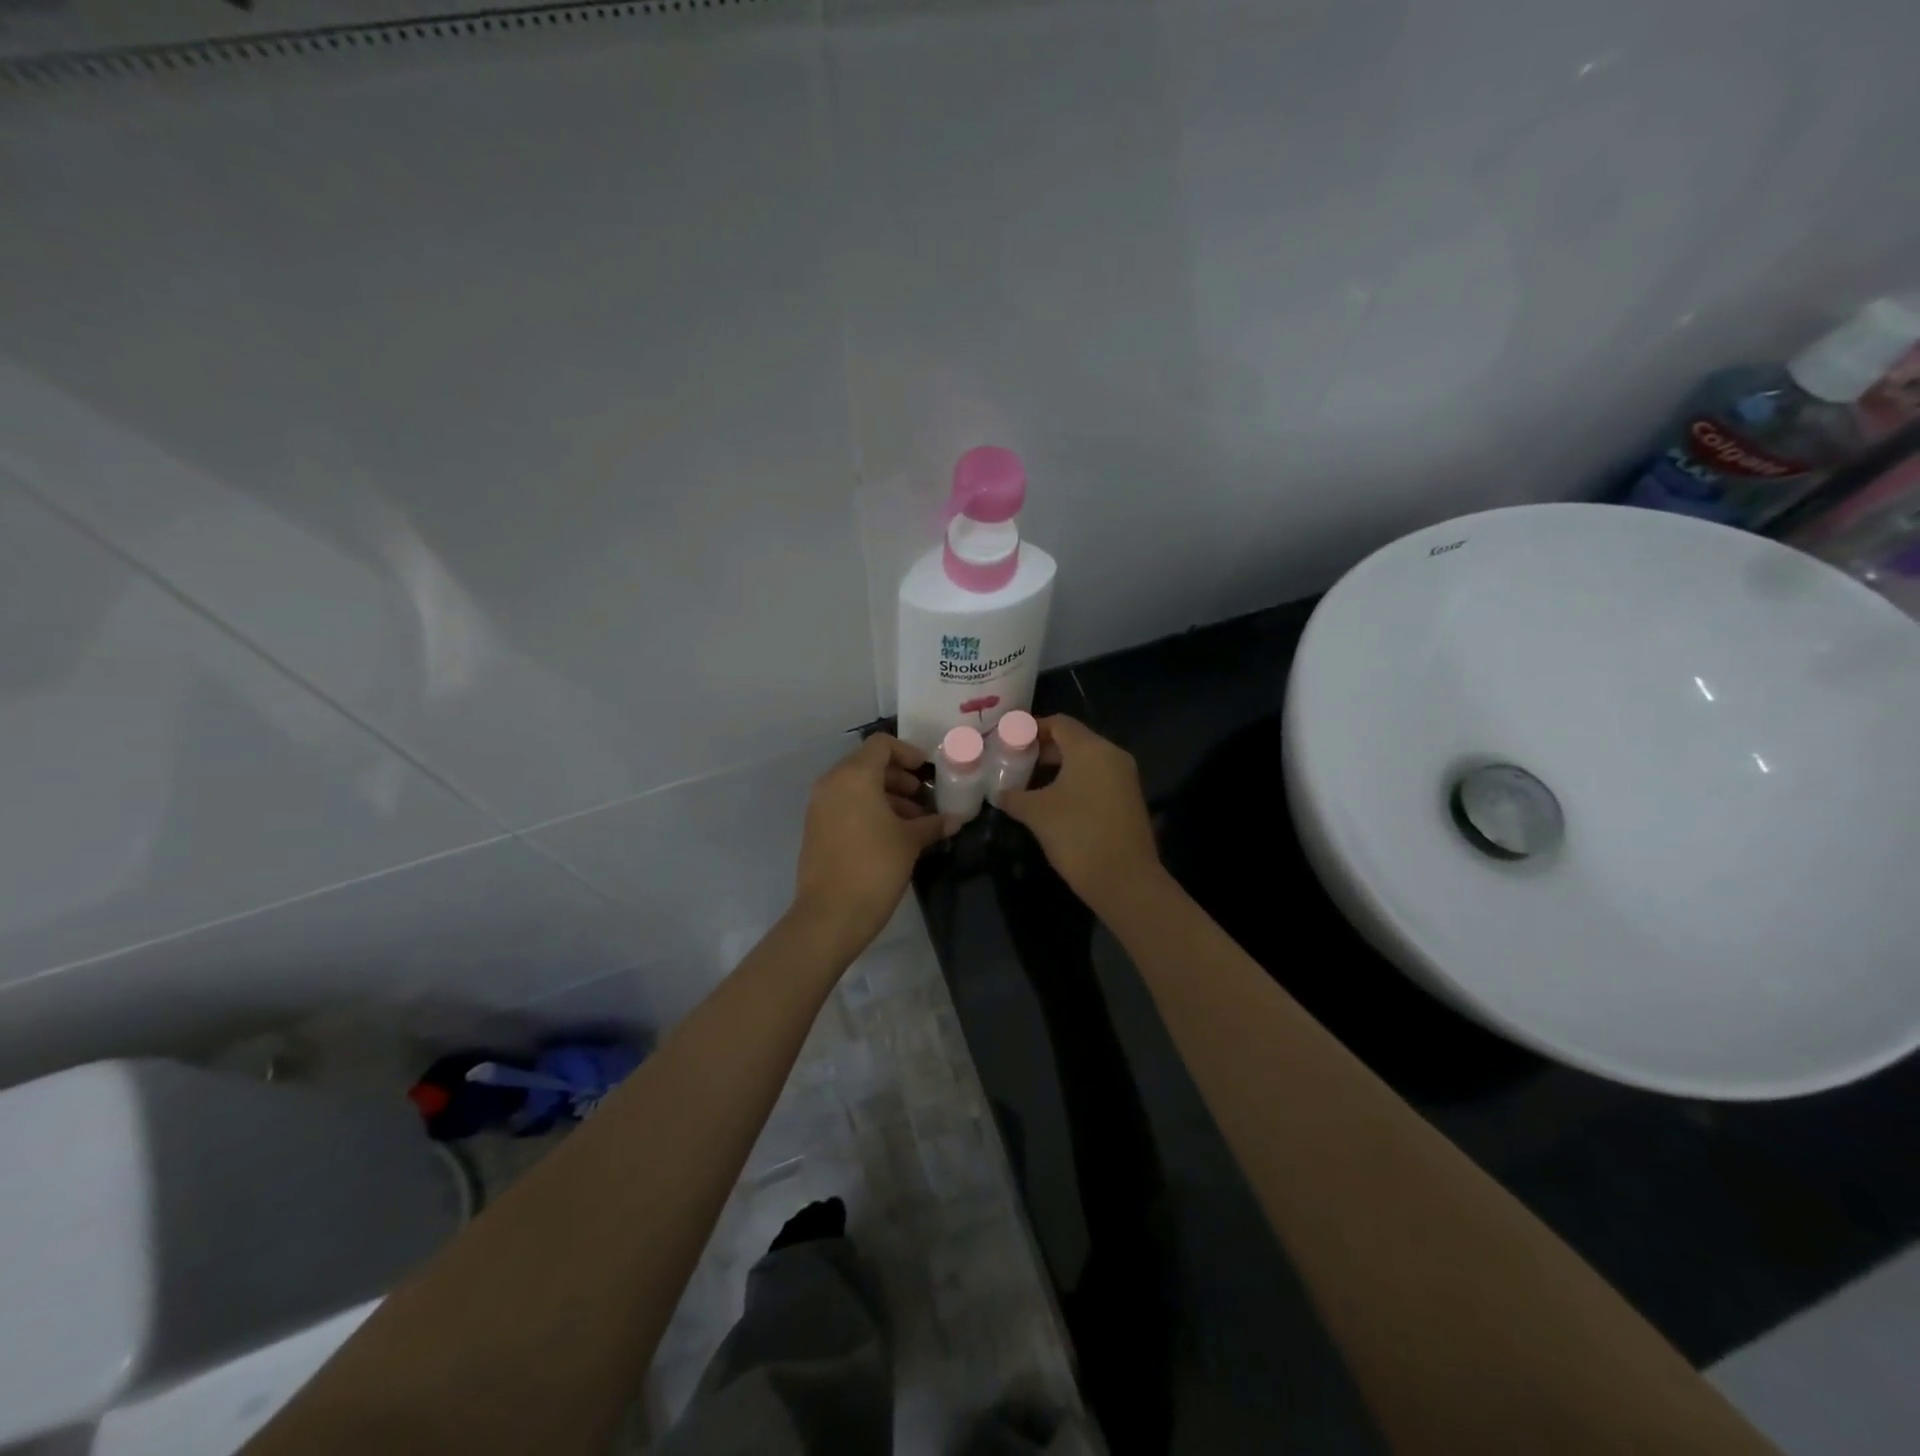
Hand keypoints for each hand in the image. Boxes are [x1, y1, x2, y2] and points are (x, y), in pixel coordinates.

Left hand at [792, 734, 955, 959]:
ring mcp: (820, 806)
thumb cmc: (875, 867)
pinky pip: (845, 805)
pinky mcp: (816, 828)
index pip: (882, 745)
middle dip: (899, 777)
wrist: (831, 914)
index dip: (908, 752)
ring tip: (913, 821)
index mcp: (854, 776)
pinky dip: (868, 810)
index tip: (928, 771)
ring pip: (856, 786)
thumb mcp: (910, 841)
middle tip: (923, 797)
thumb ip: (932, 823)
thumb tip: (954, 820)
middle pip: (868, 764)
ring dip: (886, 796)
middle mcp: (832, 783)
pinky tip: (892, 834)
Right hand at [997, 715, 1161, 909]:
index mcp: (1091, 749)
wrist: (1124, 880)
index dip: (1031, 728)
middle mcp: (1112, 755)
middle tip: (1013, 763)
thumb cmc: (1077, 835)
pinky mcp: (1128, 800)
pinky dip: (1073, 783)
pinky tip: (1052, 802)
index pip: (1058, 723)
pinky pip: (1096, 779)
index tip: (1007, 741)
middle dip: (1042, 750)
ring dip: (1057, 768)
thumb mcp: (1036, 813)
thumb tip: (999, 793)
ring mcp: (1124, 778)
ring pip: (1085, 761)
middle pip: (1073, 740)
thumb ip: (1014, 796)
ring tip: (1028, 784)